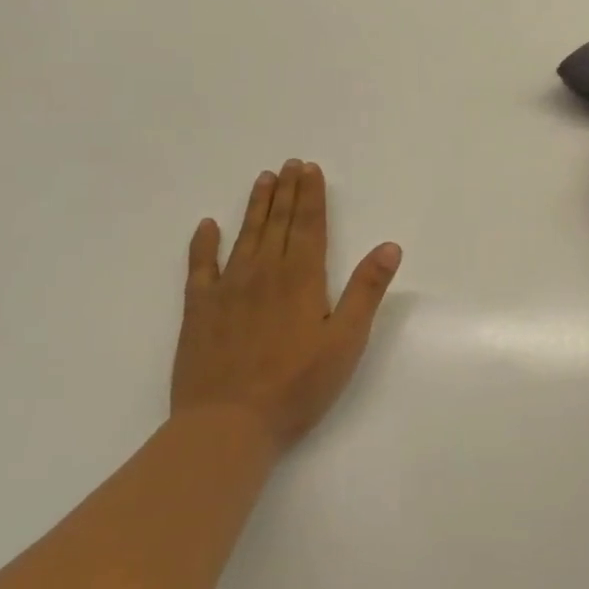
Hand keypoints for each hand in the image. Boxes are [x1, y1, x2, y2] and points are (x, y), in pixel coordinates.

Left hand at [171, 161, 401, 451]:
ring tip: (263, 179)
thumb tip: (389, 246)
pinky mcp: (198, 311)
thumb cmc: (297, 385)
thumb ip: (366, 290)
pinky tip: (207, 226)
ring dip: (255, 206)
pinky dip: (203, 244)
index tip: (310, 169)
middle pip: (278, 223)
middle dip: (287, 192)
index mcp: (301, 279)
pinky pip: (199, 267)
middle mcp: (264, 273)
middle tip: (290, 163)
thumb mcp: (346, 340)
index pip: (309, 226)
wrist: (228, 425)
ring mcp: (227, 290)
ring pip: (244, 236)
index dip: (311, 195)